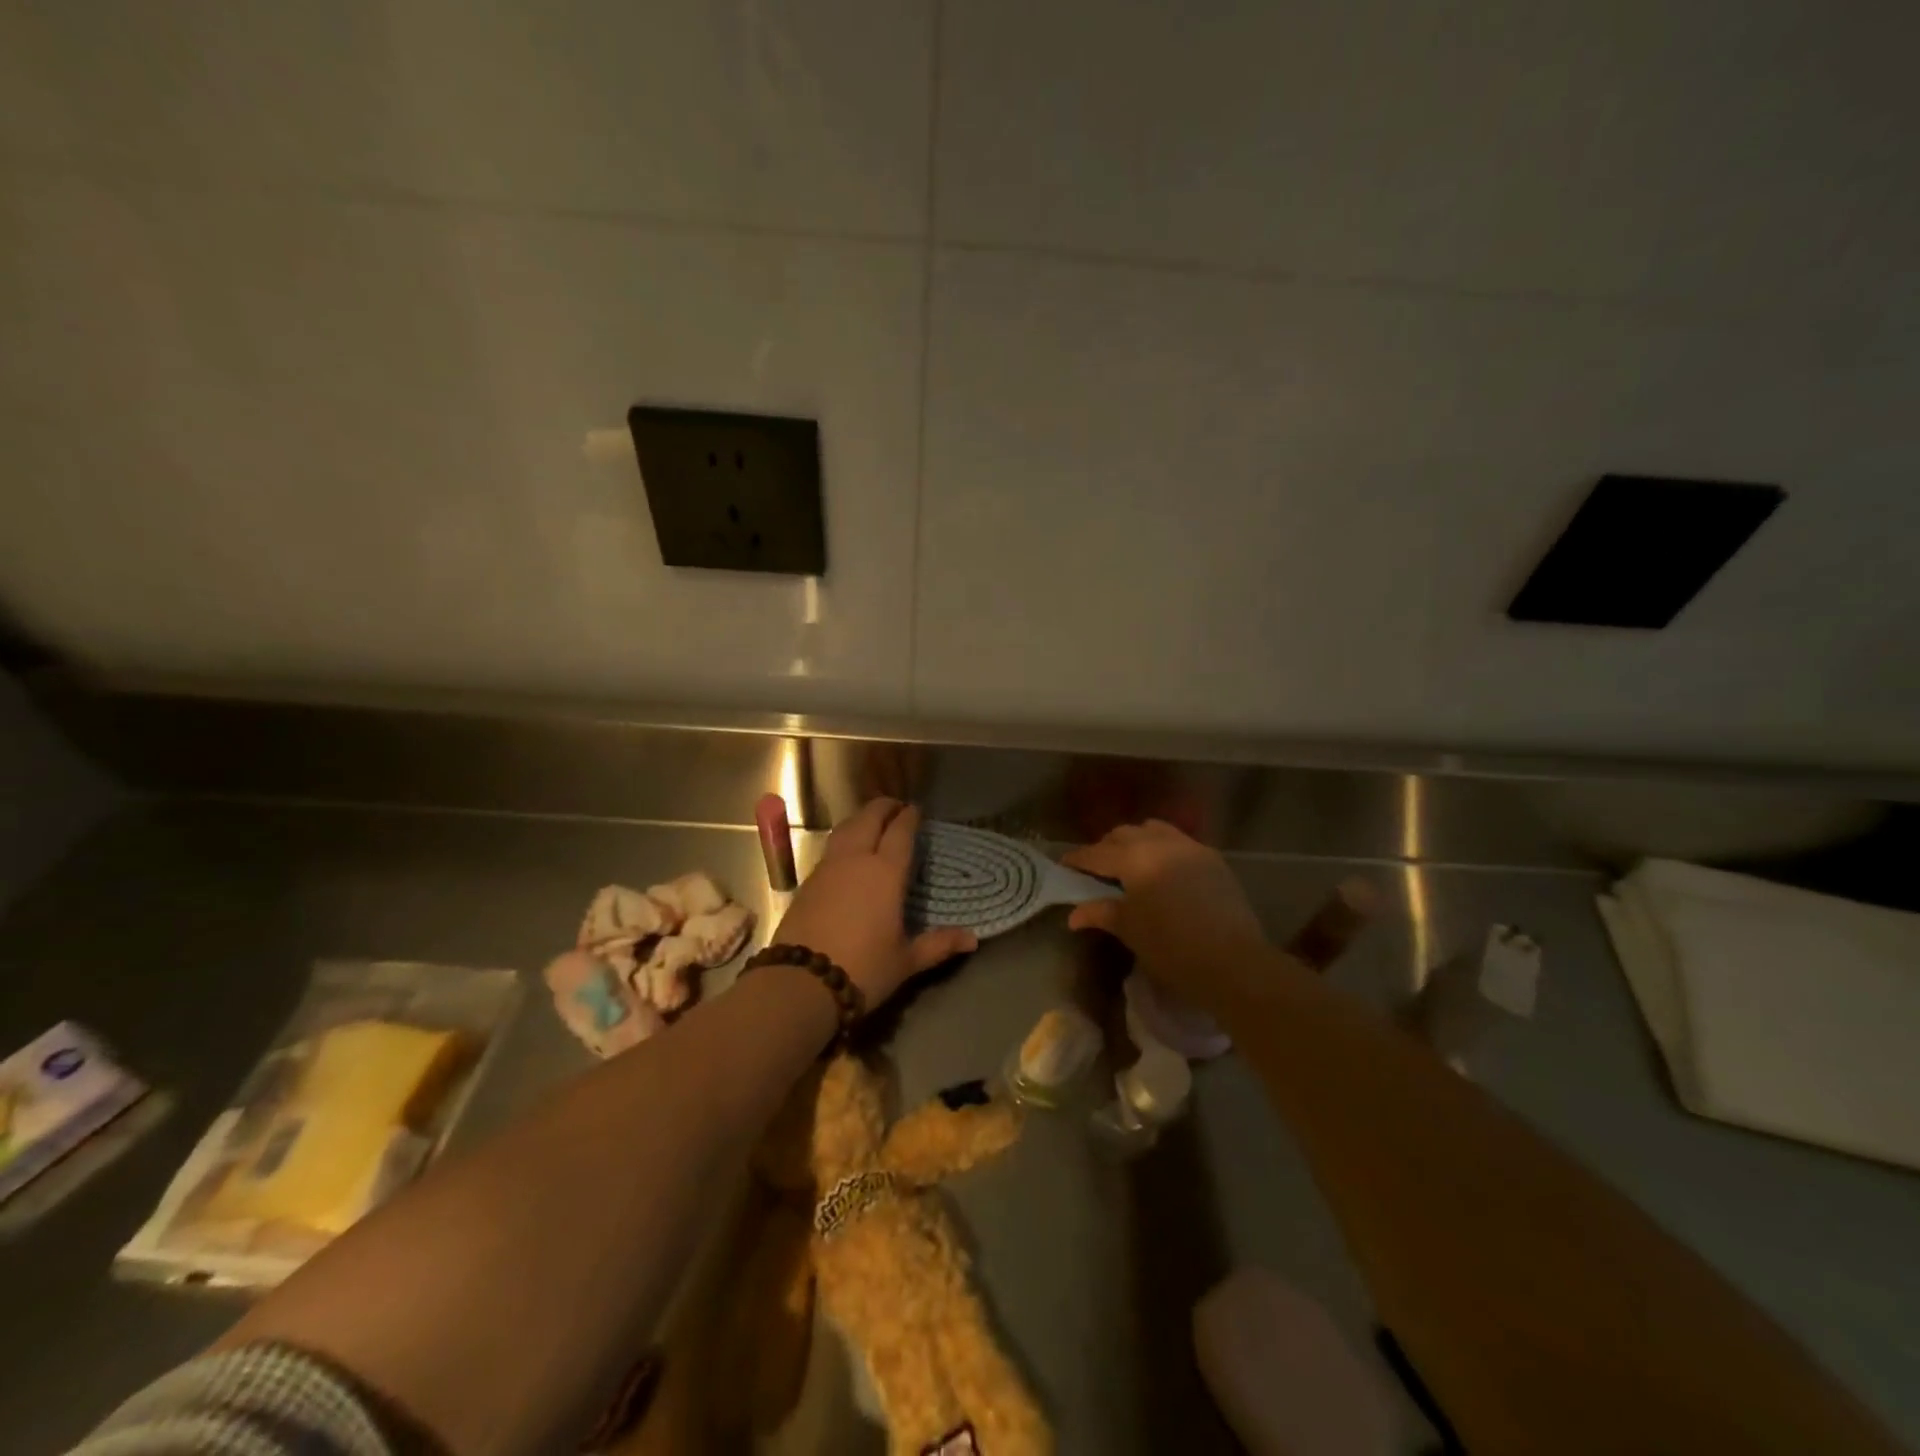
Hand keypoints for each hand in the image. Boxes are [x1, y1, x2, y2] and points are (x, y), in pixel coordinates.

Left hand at [773, 799, 976, 1006]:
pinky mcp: (807, 882)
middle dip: (884, 808)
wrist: (801, 983)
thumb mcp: (906, 961)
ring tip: (872, 822)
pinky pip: (830, 848)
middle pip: (869, 819)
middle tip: (896, 807)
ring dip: (861, 819)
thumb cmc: (863, 969)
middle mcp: (856, 860)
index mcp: (885, 873)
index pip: (900, 832)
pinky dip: (844, 840)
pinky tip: (848, 854)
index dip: (909, 817)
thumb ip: (938, 945)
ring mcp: (827, 868)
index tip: (916, 810)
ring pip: (845, 829)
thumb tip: (972, 939)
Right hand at [1061, 819, 1270, 999]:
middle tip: (1097, 867)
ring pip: (1155, 830)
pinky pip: (1179, 842)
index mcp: (1135, 858)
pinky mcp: (1213, 860)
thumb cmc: (1171, 947)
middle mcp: (1161, 843)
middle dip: (1107, 846)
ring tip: (1131, 862)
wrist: (1233, 961)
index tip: (1065, 863)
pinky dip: (1163, 848)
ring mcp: (1191, 848)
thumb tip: (1074, 914)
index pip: (1097, 853)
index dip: (1078, 858)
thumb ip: (1101, 913)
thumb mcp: (1130, 930)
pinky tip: (1163, 869)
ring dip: (1137, 840)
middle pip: (1125, 834)